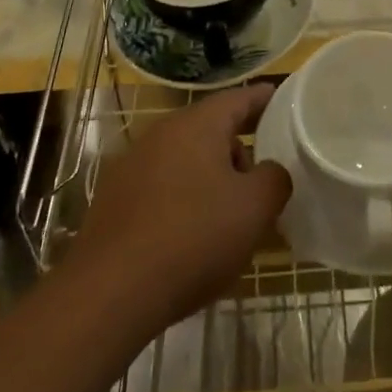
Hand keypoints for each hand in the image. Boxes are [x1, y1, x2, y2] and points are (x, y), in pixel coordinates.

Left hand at [71, 84, 290, 325]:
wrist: (109, 293)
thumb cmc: (193, 238)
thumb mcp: (253, 209)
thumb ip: (274, 179)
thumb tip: (271, 170)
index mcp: (198, 124)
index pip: (239, 98)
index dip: (264, 99)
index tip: (283, 99)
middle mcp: (162, 132)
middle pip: (211, 129)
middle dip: (239, 148)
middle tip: (262, 178)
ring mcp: (132, 164)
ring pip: (185, 159)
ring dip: (210, 176)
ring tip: (227, 215)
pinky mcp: (114, 198)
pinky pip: (161, 185)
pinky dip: (182, 198)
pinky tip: (190, 236)